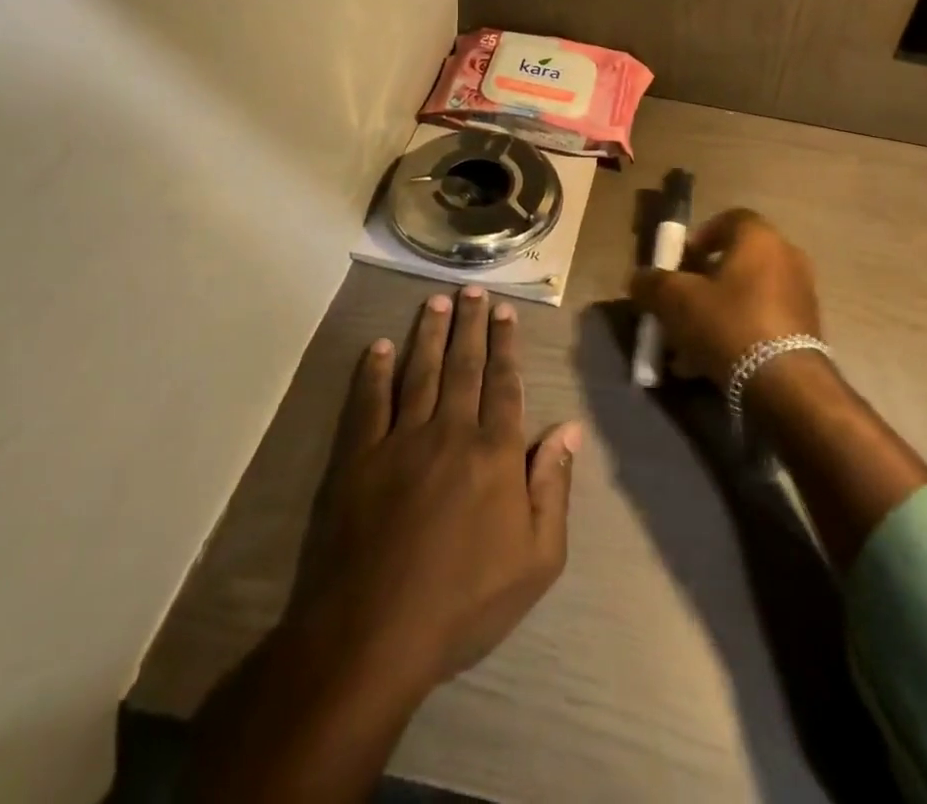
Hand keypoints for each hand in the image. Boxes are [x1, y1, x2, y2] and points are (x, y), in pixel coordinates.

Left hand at [284, 285, 582, 696]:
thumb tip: (568, 429)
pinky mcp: (358, 457)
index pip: (505, 384)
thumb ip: (553, 488)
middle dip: (470, 325)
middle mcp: (451, 431)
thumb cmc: (465, 602)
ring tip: (436, 301)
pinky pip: (368, 402)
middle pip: (464, 366)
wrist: (374, 636)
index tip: (505, 312)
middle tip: (472, 289)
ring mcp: (400, 440)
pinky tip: (380, 346)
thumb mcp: (536, 560)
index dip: (506, 345)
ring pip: (420, 372)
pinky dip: (374, 371)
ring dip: (429, 334)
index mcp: (495, 453)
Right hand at [629, 209, 821, 379]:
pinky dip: (736, 334)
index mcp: (759, 238)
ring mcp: (801, 295)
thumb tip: (639, 280)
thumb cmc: (728, 323)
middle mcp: (786, 258)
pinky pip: (761, 322)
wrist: (785, 385)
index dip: (700, 237)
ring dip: (716, 313)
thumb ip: (652, 284)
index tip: (680, 263)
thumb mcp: (675, 301)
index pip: (729, 219)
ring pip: (746, 297)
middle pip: (736, 261)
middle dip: (703, 282)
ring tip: (687, 344)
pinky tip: (709, 364)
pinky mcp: (806, 331)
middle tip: (680, 304)